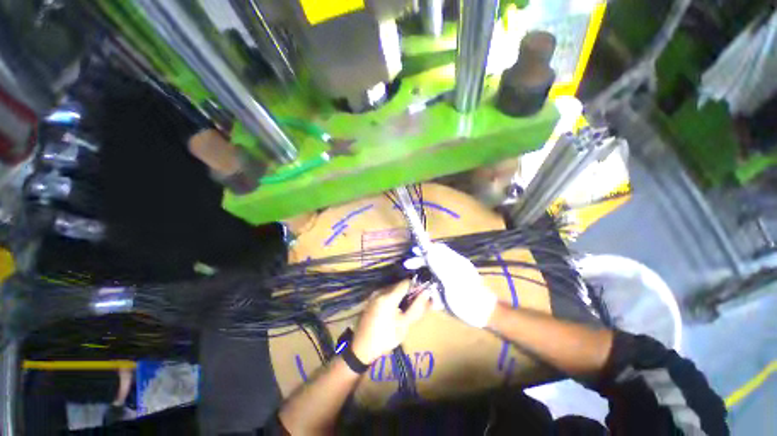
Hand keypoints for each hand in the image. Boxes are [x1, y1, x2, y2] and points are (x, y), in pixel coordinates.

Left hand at [351, 281, 431, 363]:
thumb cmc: (385, 338)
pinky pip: (386, 292)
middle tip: (416, 302)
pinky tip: (396, 308)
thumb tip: (427, 293)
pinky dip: (393, 297)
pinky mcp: (371, 299)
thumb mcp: (404, 325)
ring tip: (406, 307)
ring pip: (392, 288)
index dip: (416, 285)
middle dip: (409, 291)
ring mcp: (374, 294)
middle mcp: (380, 291)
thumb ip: (416, 307)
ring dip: (401, 294)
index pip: (406, 282)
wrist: (361, 349)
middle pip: (399, 285)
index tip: (423, 292)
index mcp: (388, 297)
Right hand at [404, 243, 496, 327]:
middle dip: (421, 261)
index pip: (437, 248)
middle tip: (407, 265)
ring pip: (433, 273)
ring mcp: (452, 277)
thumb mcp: (452, 282)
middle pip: (433, 258)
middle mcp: (452, 266)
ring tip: (427, 293)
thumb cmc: (469, 298)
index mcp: (454, 262)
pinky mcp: (451, 287)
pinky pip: (438, 285)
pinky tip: (436, 303)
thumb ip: (440, 265)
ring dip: (428, 281)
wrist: (485, 315)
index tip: (412, 252)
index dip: (424, 248)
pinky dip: (434, 293)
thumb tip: (428, 249)